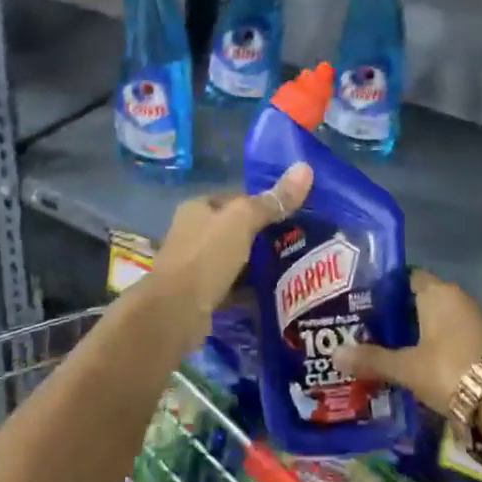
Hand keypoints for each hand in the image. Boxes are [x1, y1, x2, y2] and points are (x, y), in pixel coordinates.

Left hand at [141, 163, 313, 346]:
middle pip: (236, 229)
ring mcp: (195, 265)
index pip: (237, 198)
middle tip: (299, 242)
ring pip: (235, 259)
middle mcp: (193, 232)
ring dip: (258, 264)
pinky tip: (274, 293)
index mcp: (198, 207)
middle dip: (264, 236)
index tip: (294, 214)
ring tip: (294, 267)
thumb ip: (273, 201)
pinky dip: (249, 289)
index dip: (264, 203)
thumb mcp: (242, 222)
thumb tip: (305, 168)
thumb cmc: (206, 256)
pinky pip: (232, 286)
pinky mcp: (201, 294)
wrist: (175, 312)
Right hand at [331, 268, 481, 410]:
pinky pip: (454, 337)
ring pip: (440, 320)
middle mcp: (457, 297)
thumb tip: (334, 353)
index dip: (388, 289)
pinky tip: (423, 365)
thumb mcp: (407, 367)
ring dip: (421, 333)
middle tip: (373, 330)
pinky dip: (439, 347)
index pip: (408, 277)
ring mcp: (475, 320)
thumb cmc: (450, 369)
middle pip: (423, 299)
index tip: (367, 304)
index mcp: (436, 292)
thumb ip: (372, 359)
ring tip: (393, 350)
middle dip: (401, 314)